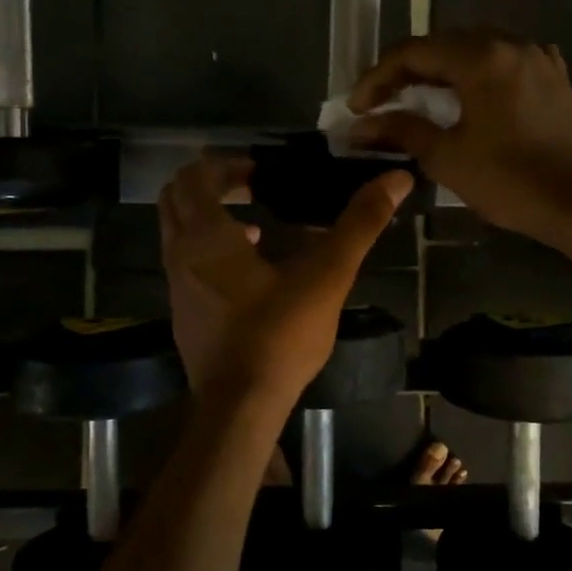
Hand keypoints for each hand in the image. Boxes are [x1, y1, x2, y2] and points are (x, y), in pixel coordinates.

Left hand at [159, 155, 410, 402]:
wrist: (240, 406)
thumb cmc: (279, 335)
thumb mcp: (327, 275)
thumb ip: (359, 224)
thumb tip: (396, 178)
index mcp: (207, 236)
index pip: (195, 176)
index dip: (225, 164)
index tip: (260, 171)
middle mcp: (180, 254)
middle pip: (175, 197)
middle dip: (210, 184)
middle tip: (251, 186)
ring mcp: (175, 286)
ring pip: (176, 232)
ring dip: (208, 217)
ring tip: (255, 226)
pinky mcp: (182, 313)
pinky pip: (185, 263)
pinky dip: (207, 250)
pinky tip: (249, 273)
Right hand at [348, 30, 571, 244]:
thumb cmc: (511, 180)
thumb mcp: (447, 157)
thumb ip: (402, 131)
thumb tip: (361, 126)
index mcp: (480, 57)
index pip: (413, 52)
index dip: (377, 77)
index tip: (357, 109)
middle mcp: (510, 44)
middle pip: (444, 45)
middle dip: (407, 71)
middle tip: (382, 103)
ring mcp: (538, 58)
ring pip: (476, 50)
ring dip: (442, 72)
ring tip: (419, 100)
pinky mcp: (555, 79)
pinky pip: (505, 64)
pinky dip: (476, 76)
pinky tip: (470, 97)